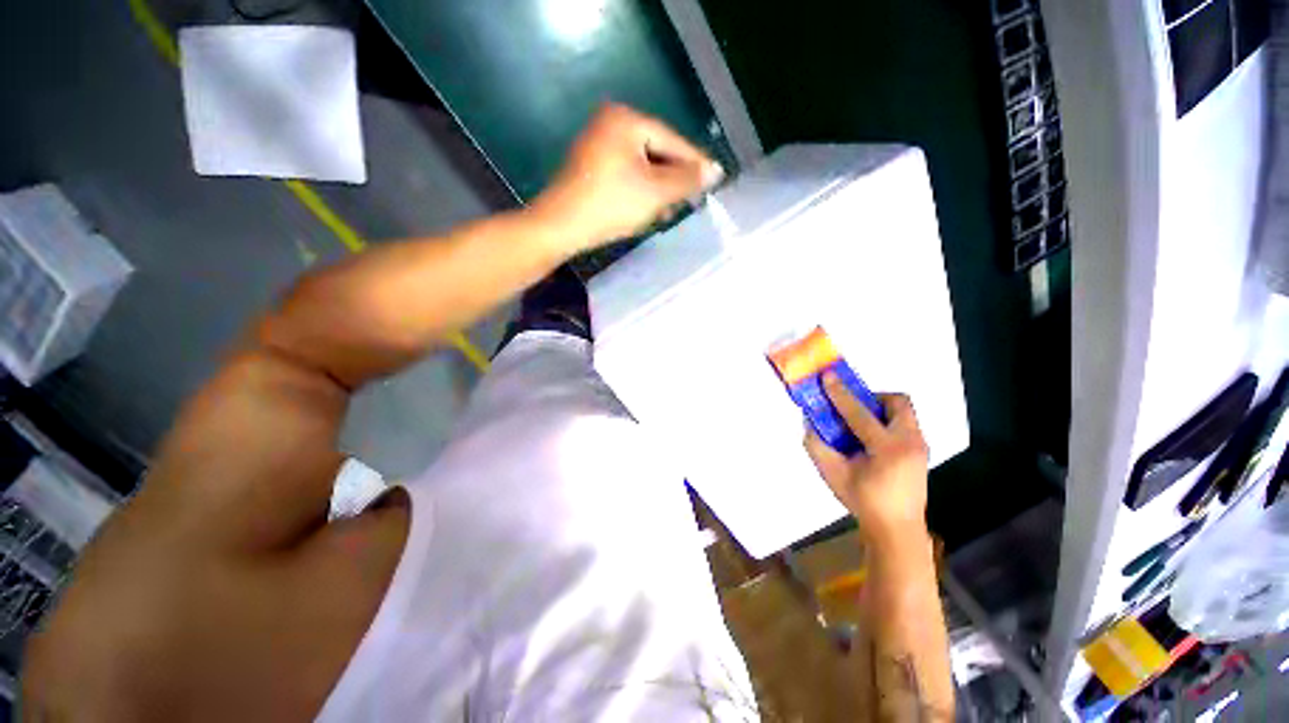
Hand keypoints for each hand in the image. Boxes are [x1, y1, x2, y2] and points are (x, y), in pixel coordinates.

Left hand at [531, 103, 722, 252]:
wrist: (561, 227)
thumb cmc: (611, 205)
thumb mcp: (655, 192)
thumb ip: (686, 179)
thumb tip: (714, 170)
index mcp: (626, 120)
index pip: (671, 139)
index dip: (695, 162)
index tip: (715, 179)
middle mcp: (610, 124)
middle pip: (656, 151)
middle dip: (674, 179)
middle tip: (693, 199)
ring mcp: (598, 145)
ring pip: (642, 166)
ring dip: (659, 189)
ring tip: (673, 209)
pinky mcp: (591, 167)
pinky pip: (626, 175)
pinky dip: (641, 191)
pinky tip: (650, 209)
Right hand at [804, 374, 930, 548]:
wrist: (897, 529)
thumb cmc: (864, 502)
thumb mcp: (832, 474)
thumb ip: (816, 445)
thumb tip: (809, 421)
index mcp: (888, 449)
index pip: (860, 413)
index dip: (840, 393)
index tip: (827, 376)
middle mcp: (910, 442)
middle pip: (898, 402)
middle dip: (872, 397)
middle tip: (852, 406)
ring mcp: (920, 446)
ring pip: (904, 412)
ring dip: (880, 410)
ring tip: (860, 425)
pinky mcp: (921, 452)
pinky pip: (905, 424)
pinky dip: (886, 422)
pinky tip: (870, 440)